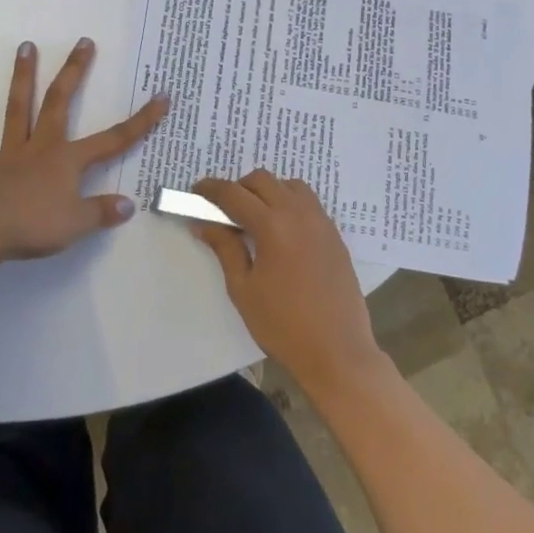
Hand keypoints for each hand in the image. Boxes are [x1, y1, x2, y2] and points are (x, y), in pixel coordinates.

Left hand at [0, 39, 167, 262]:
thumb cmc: (35, 226)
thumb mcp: (78, 224)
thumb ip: (103, 212)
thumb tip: (129, 204)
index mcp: (68, 160)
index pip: (114, 139)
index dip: (141, 120)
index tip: (161, 97)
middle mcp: (42, 146)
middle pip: (60, 102)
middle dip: (74, 72)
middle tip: (83, 42)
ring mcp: (10, 152)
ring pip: (18, 108)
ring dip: (22, 77)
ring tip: (25, 46)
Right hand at [192, 170, 386, 396]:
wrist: (338, 352)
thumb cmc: (283, 326)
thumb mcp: (243, 288)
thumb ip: (224, 248)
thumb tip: (204, 222)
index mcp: (273, 226)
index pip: (234, 194)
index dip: (211, 189)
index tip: (196, 191)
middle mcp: (299, 214)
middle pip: (262, 180)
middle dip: (238, 188)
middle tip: (223, 210)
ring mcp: (321, 222)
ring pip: (289, 185)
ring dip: (267, 191)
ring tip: (254, 216)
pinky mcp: (334, 234)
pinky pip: (308, 202)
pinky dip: (289, 202)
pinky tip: (281, 229)